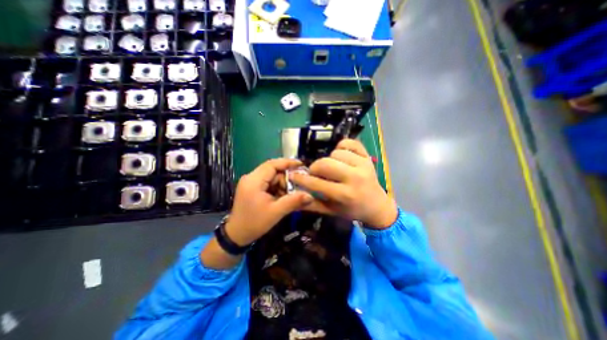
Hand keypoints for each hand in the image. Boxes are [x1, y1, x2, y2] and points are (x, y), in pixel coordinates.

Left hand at [225, 158, 314, 248]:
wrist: (236, 235)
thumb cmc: (254, 223)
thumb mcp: (276, 212)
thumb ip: (293, 201)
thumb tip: (310, 196)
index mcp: (254, 181)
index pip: (272, 164)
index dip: (287, 162)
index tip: (301, 164)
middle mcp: (251, 177)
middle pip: (273, 171)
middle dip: (286, 178)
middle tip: (298, 187)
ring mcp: (251, 182)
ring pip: (272, 177)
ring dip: (282, 184)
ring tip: (291, 194)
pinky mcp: (252, 187)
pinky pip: (268, 183)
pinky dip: (277, 188)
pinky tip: (282, 197)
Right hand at [290, 140, 398, 229]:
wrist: (377, 206)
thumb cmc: (352, 210)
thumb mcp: (331, 211)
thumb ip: (312, 204)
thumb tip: (293, 194)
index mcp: (345, 195)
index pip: (317, 183)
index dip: (301, 178)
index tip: (293, 175)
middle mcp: (355, 178)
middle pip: (325, 163)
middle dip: (315, 167)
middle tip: (315, 172)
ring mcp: (363, 165)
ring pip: (336, 152)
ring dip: (329, 159)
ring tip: (332, 168)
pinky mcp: (368, 157)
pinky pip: (350, 143)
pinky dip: (342, 146)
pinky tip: (341, 156)